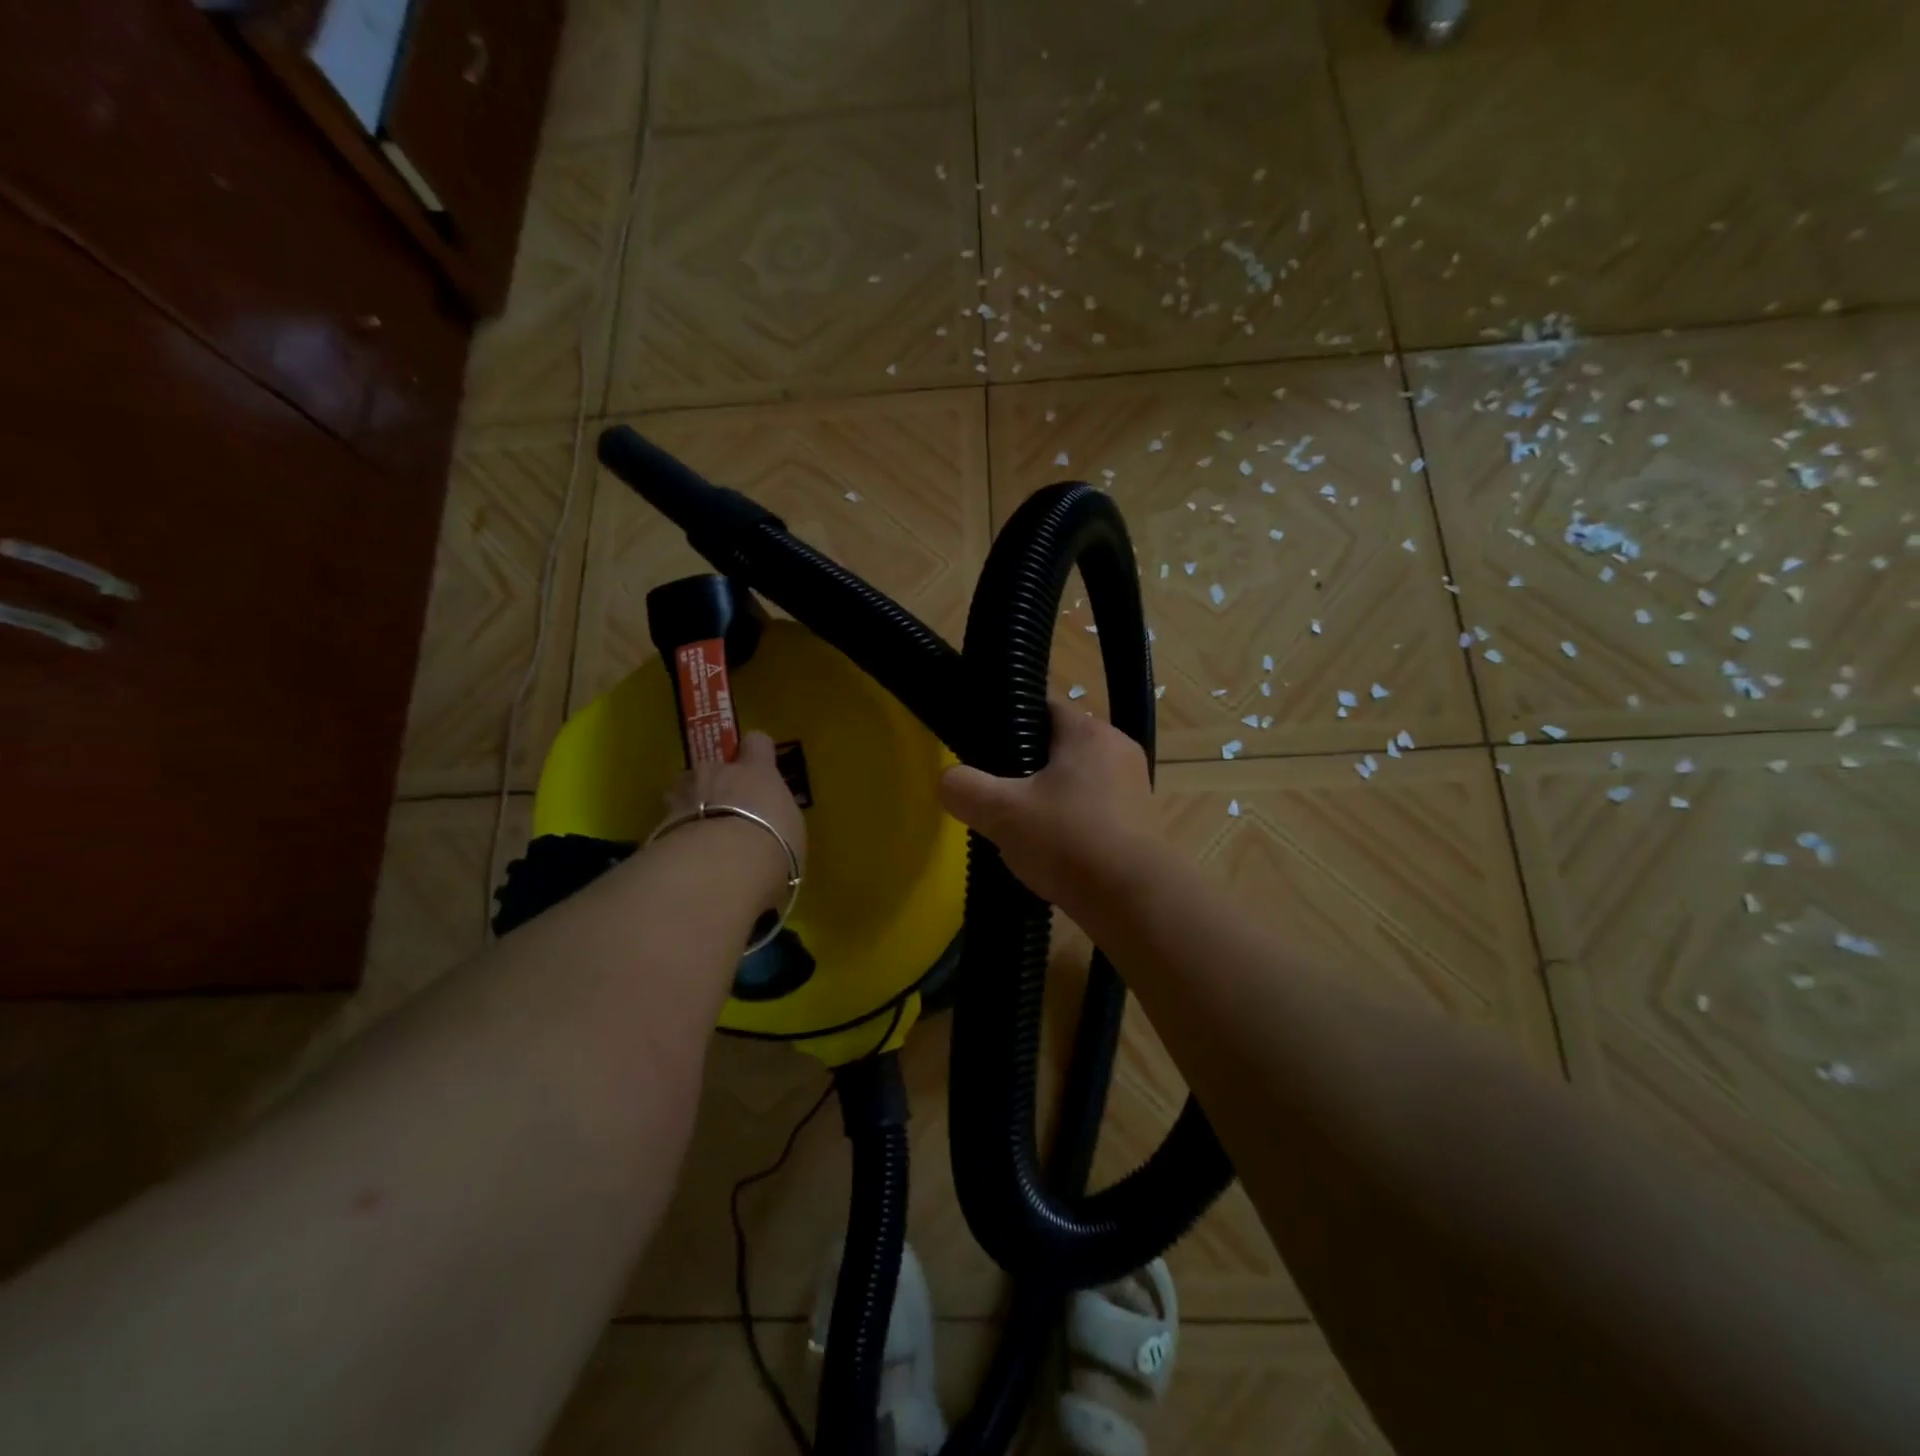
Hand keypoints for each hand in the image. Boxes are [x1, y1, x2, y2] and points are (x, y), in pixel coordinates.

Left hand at [662, 732, 807, 910]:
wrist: (722, 865)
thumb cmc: (773, 843)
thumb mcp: (791, 830)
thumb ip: (777, 817)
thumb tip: (773, 823)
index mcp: (756, 772)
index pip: (757, 742)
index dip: (757, 752)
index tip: (760, 768)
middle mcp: (717, 773)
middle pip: (711, 766)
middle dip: (716, 784)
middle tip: (726, 811)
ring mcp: (683, 795)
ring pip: (682, 789)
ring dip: (690, 804)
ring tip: (699, 833)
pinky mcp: (658, 823)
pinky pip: (668, 822)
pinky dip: (675, 835)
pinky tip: (685, 857)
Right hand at [938, 697, 1157, 910]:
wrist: (1135, 901)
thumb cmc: (1068, 840)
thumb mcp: (1001, 812)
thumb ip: (964, 788)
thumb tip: (948, 781)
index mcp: (1089, 732)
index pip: (1042, 707)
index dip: (1008, 723)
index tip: (984, 750)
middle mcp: (1118, 750)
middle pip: (1057, 748)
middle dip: (1025, 769)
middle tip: (997, 796)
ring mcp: (1134, 788)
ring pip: (1075, 782)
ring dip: (1048, 800)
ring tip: (1021, 829)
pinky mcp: (1140, 823)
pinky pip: (1094, 812)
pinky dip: (1071, 825)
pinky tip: (1053, 852)